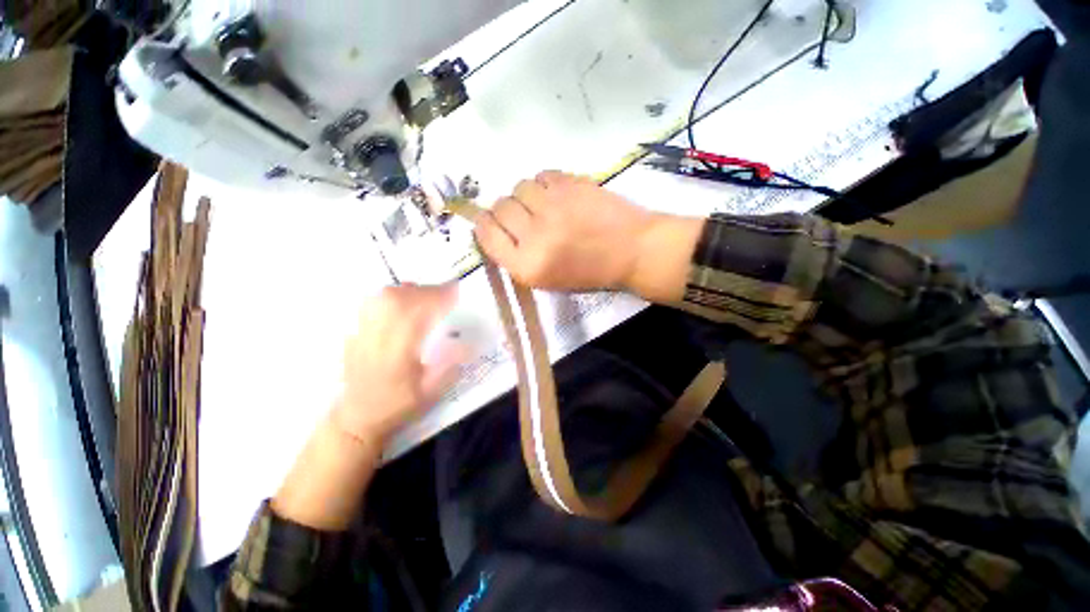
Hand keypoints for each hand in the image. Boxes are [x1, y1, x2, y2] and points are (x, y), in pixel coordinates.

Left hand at [333, 283, 461, 445]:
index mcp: (397, 353)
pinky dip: (393, 296)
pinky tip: (404, 302)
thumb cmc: (398, 405)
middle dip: (427, 291)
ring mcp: (362, 331)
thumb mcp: (430, 392)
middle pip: (400, 299)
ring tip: (427, 297)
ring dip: (411, 291)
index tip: (456, 292)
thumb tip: (467, 341)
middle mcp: (377, 337)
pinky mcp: (355, 330)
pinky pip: (373, 302)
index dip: (438, 299)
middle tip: (446, 295)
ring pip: (385, 296)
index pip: (417, 314)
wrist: (358, 416)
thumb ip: (449, 366)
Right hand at [473, 171, 702, 301]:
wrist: (632, 252)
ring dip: (527, 195)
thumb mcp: (546, 279)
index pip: (486, 235)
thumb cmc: (589, 272)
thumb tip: (493, 226)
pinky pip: (541, 175)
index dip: (485, 225)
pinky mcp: (570, 186)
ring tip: (546, 205)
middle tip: (525, 215)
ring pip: (519, 187)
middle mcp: (534, 238)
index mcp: (527, 267)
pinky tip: (559, 195)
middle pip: (499, 207)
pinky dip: (545, 184)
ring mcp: (553, 208)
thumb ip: (516, 256)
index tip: (491, 221)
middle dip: (508, 210)